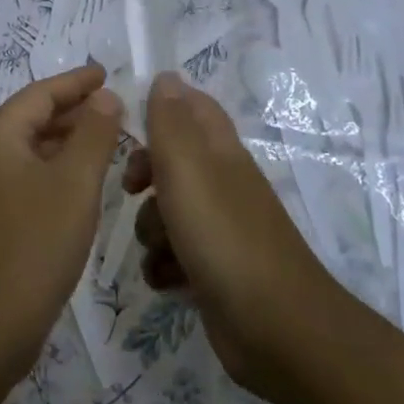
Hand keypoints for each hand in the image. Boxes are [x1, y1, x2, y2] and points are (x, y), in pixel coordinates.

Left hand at [0, 64, 125, 375]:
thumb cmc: (32, 246)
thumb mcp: (74, 184)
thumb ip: (93, 135)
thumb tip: (105, 97)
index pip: (40, 94)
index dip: (76, 82)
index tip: (107, 73)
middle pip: (32, 119)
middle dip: (74, 112)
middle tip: (117, 108)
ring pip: (31, 151)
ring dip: (68, 143)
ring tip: (110, 141)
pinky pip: (27, 179)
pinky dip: (56, 172)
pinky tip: (83, 185)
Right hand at [121, 73, 330, 394]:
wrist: (275, 328)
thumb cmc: (223, 237)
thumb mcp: (187, 168)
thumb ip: (171, 121)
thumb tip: (166, 75)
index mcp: (220, 152)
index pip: (192, 106)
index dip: (161, 107)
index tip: (128, 126)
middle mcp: (222, 184)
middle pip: (171, 161)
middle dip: (144, 175)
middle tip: (132, 189)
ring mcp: (220, 229)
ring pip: (167, 212)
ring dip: (151, 229)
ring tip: (161, 250)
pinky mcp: (214, 270)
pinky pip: (173, 255)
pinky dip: (164, 266)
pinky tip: (167, 280)